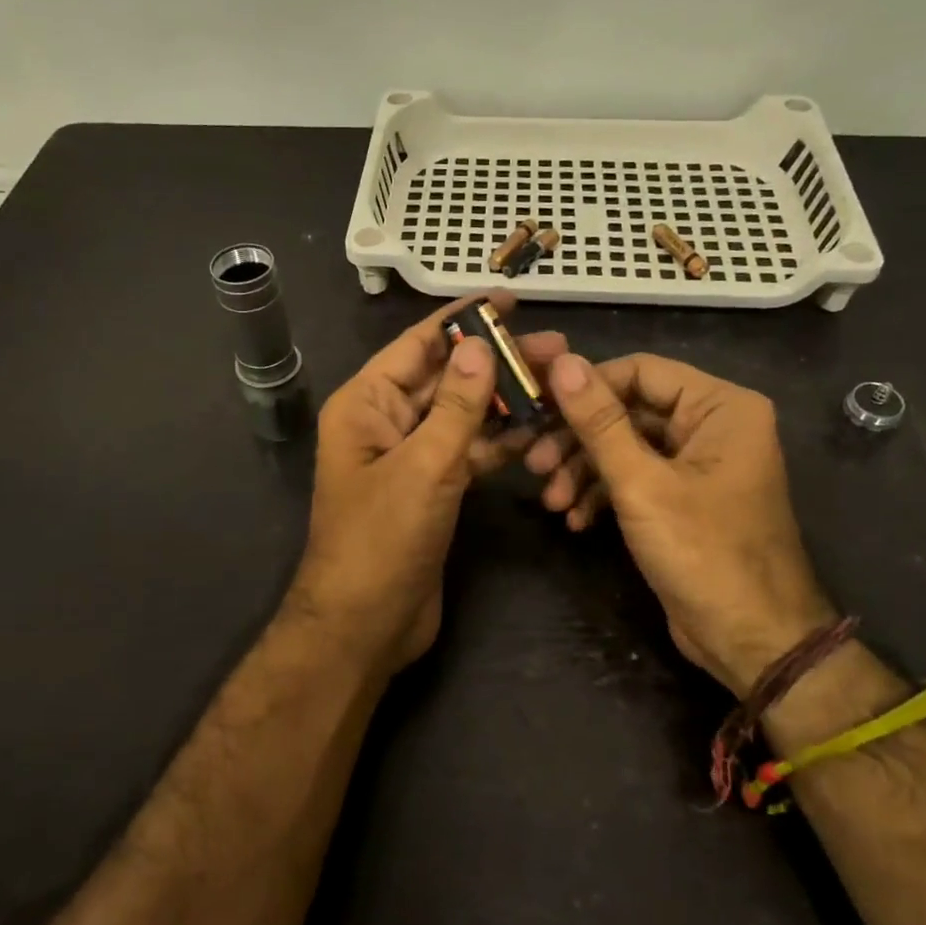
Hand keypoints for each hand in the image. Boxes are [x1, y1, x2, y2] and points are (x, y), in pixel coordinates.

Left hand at [285, 294, 567, 684]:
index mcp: (366, 404)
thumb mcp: (423, 466)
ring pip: (462, 416)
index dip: (463, 319)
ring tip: (560, 383)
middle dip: (497, 362)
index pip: (418, 345)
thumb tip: (479, 344)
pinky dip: (500, 443)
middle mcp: (385, 422)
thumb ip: (456, 406)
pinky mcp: (431, 489)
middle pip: (446, 378)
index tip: (509, 299)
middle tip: (557, 347)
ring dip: (505, 401)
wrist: (365, 624)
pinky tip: (540, 430)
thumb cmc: (382, 540)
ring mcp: (410, 457)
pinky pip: (468, 452)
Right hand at [524, 353, 834, 694]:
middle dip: (578, 441)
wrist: (750, 640)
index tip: (537, 410)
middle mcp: (713, 426)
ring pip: (626, 447)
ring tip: (553, 503)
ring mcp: (698, 464)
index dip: (586, 387)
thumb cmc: (703, 553)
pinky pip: (636, 479)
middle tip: (535, 465)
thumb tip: (561, 362)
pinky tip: (576, 521)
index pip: (640, 371)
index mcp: (720, 407)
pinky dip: (604, 495)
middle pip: (629, 411)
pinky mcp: (683, 498)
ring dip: (584, 472)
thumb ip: (599, 422)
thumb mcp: (641, 484)